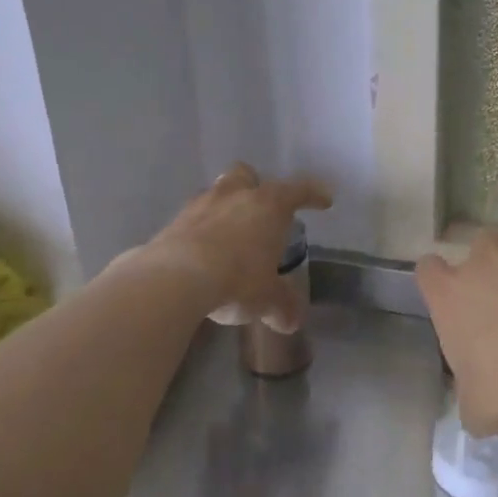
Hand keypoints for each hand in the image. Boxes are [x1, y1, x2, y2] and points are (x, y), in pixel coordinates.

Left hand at [144, 164, 331, 332]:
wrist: (173, 279)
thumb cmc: (236, 279)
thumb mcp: (267, 298)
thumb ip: (282, 305)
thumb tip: (291, 321)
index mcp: (268, 205)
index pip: (298, 190)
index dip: (313, 194)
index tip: (324, 200)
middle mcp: (235, 195)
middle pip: (247, 175)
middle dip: (255, 187)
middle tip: (261, 209)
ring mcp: (200, 204)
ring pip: (217, 193)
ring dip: (225, 207)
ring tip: (229, 234)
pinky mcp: (173, 221)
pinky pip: (193, 218)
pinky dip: (200, 229)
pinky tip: (202, 252)